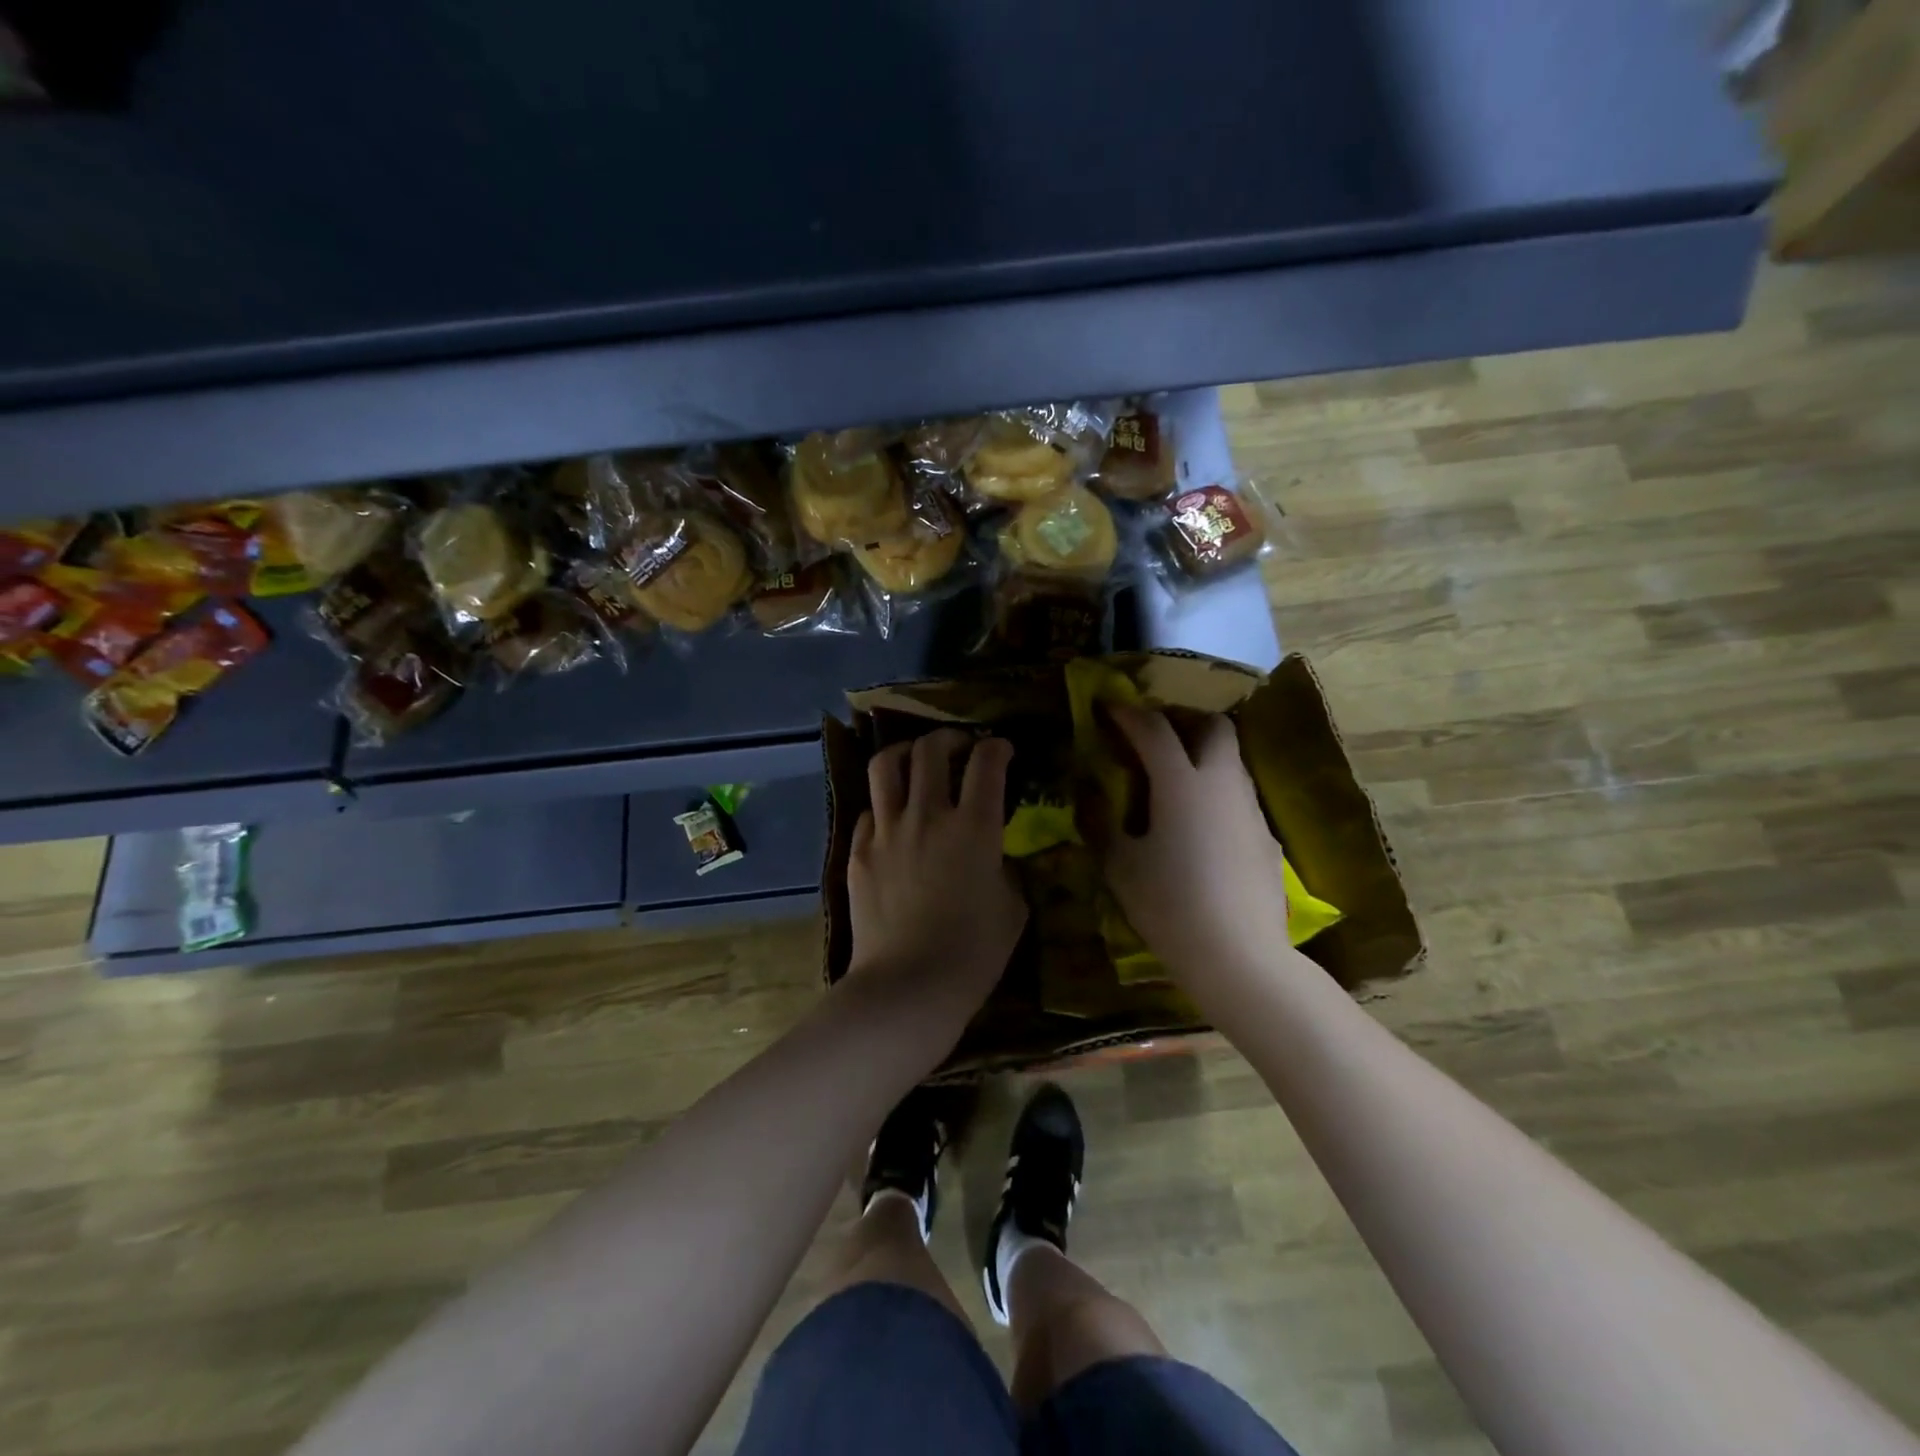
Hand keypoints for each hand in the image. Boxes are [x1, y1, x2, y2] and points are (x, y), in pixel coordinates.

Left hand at [842, 728, 1026, 1034]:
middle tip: (960, 748)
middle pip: (931, 750)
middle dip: (950, 738)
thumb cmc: (973, 953)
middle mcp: (928, 815)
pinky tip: (894, 819)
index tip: (1002, 749)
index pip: (987, 763)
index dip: (997, 747)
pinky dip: (885, 805)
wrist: (908, 986)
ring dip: (906, 753)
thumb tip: (995, 856)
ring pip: (888, 766)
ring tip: (917, 761)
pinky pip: (869, 810)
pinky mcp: (859, 852)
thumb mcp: (1012, 908)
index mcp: (974, 827)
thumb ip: (1006, 869)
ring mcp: (887, 831)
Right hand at [1102, 706, 1293, 988]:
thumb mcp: (1120, 866)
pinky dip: (1216, 791)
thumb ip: (1101, 823)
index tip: (1108, 705)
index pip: (1153, 728)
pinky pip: (1239, 795)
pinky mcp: (1266, 837)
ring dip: (1202, 754)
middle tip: (1153, 735)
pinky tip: (1200, 825)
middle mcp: (1222, 783)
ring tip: (1173, 778)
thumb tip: (1088, 796)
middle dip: (1183, 718)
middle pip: (1213, 726)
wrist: (1238, 954)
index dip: (1127, 712)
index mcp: (1181, 783)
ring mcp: (1250, 809)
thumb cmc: (1169, 905)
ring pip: (1231, 759)